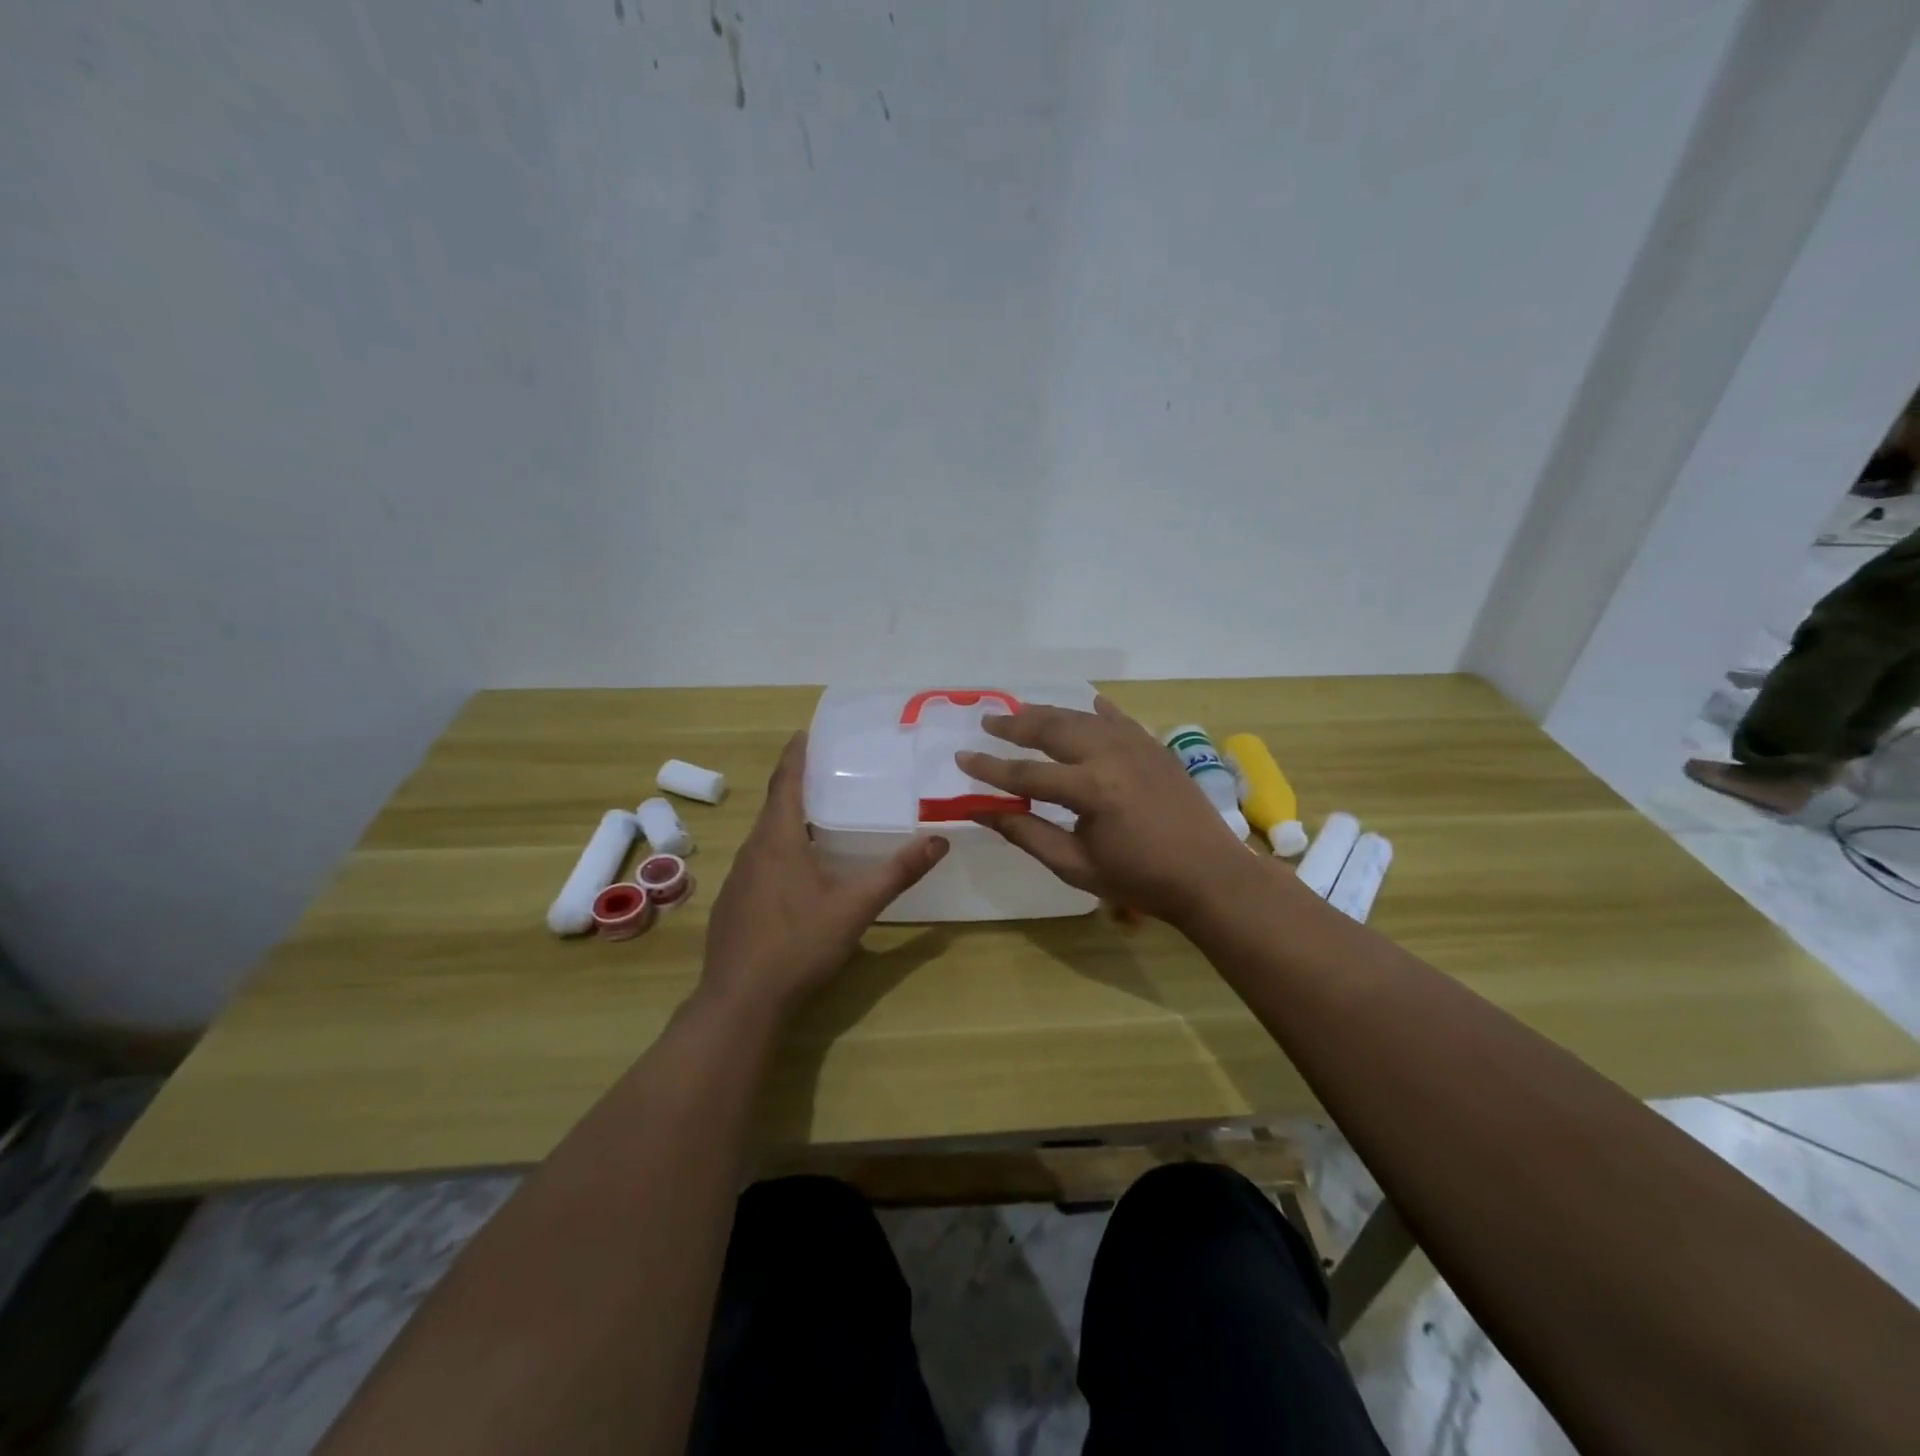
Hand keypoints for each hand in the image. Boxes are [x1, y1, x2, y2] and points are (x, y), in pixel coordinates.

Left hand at [701, 731, 948, 1017]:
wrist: (740, 1001)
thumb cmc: (798, 944)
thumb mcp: (855, 907)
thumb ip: (897, 873)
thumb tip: (939, 841)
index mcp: (778, 840)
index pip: (785, 782)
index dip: (795, 755)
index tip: (806, 732)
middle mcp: (753, 850)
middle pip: (775, 806)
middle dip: (797, 784)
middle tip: (828, 771)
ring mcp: (738, 878)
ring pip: (765, 836)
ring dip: (789, 819)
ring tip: (819, 816)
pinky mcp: (733, 904)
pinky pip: (759, 861)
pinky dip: (779, 850)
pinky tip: (799, 871)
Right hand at [956, 696, 1256, 925]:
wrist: (1210, 876)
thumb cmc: (1139, 879)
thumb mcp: (1075, 865)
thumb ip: (1026, 833)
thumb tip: (982, 810)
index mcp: (1090, 789)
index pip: (1026, 774)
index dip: (990, 769)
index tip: (962, 758)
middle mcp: (1110, 756)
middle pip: (1052, 730)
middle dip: (1015, 725)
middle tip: (988, 721)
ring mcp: (1137, 745)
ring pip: (1082, 718)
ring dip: (1049, 714)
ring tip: (1022, 712)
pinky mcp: (1155, 747)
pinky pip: (1119, 720)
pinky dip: (1098, 712)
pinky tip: (1087, 706)